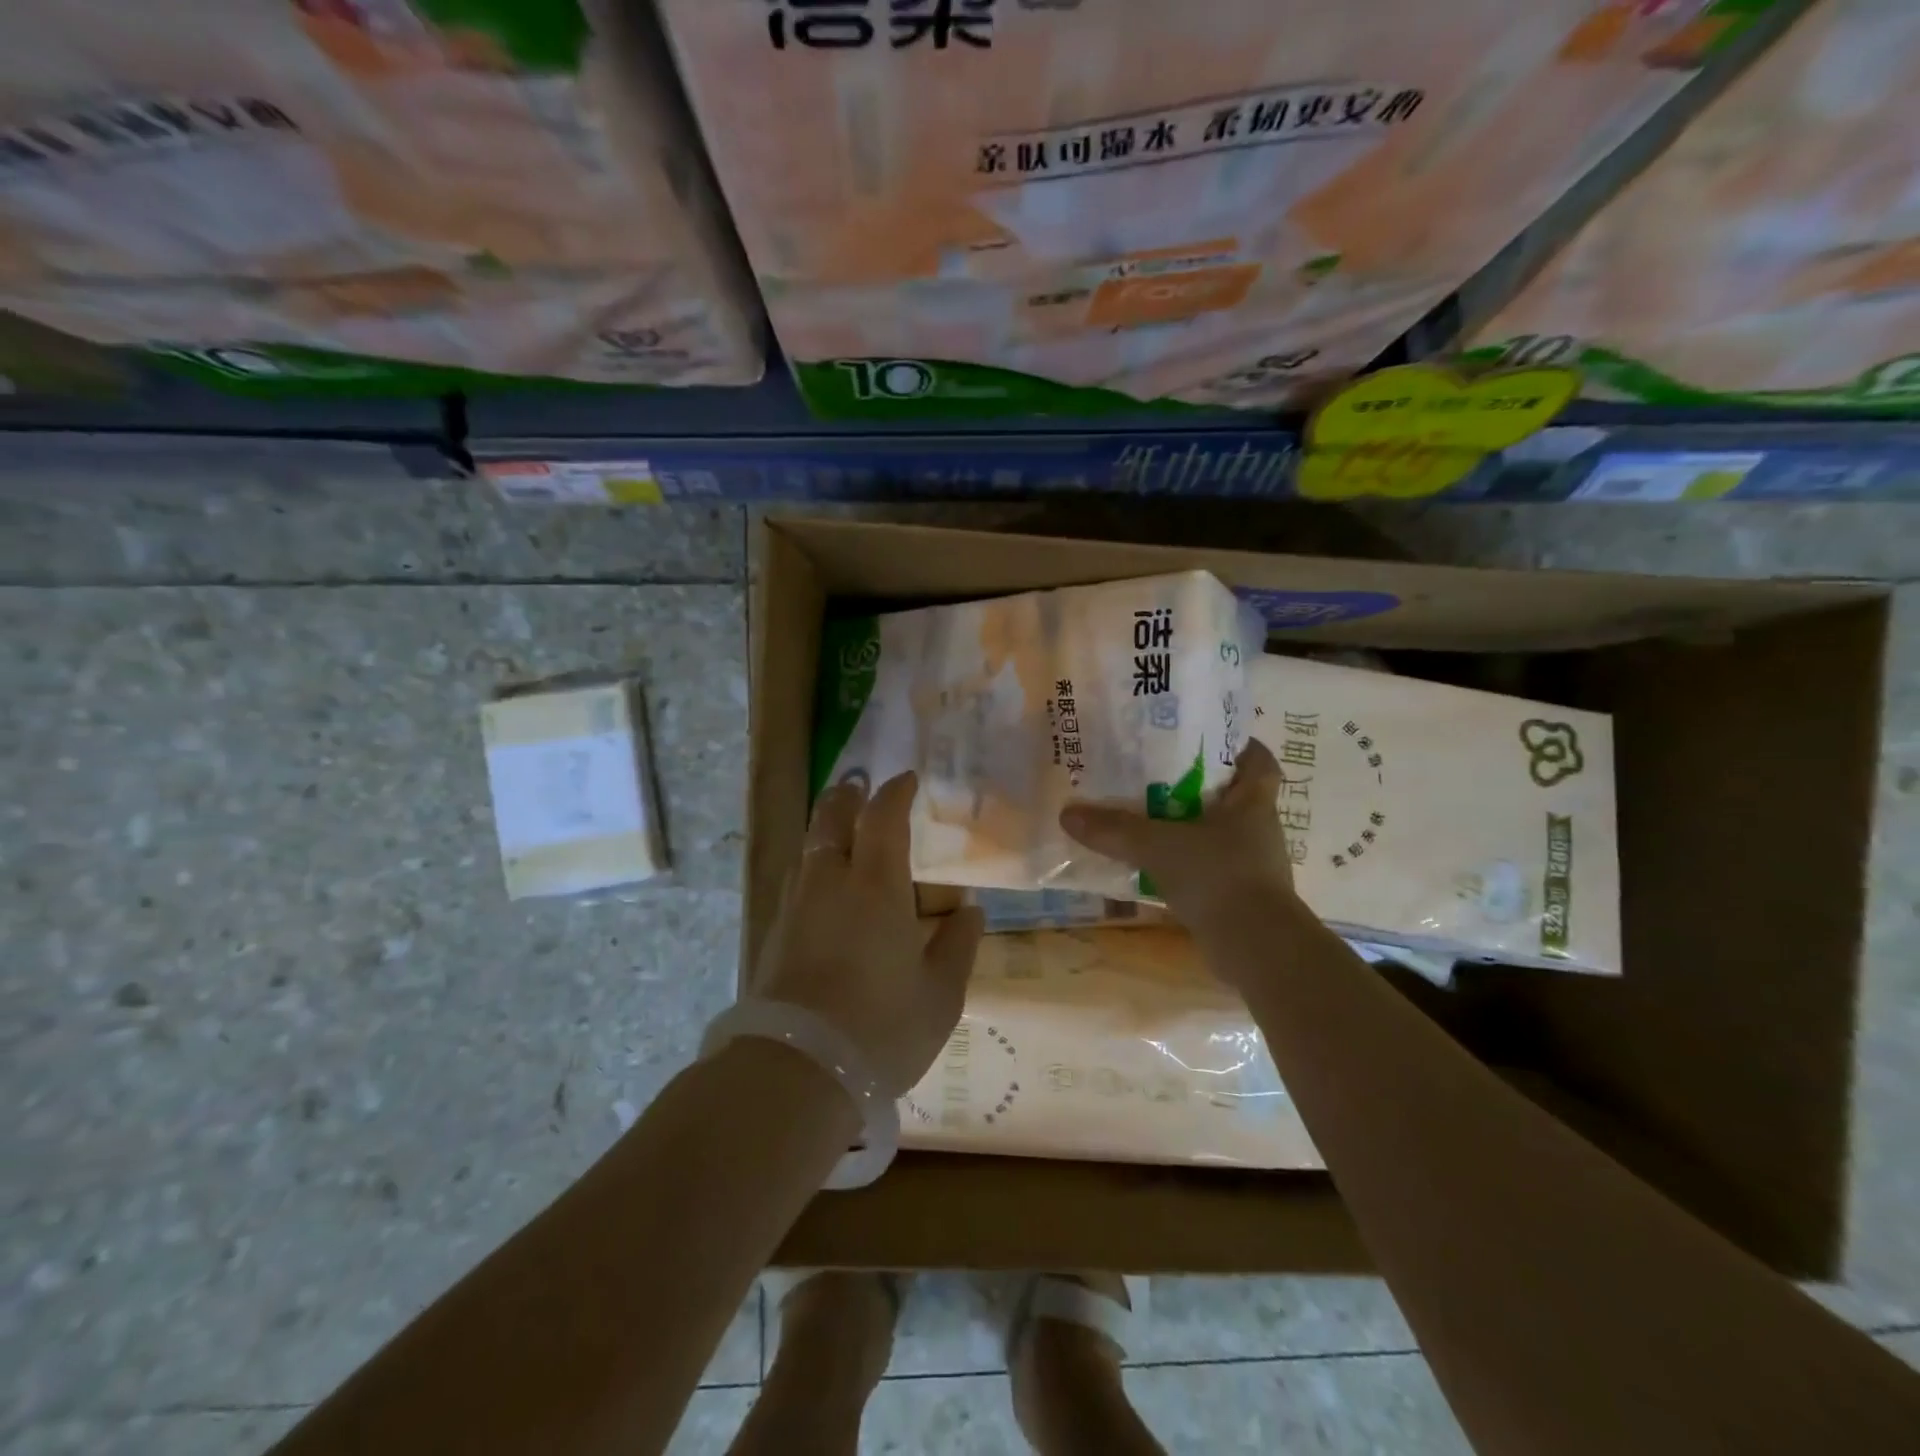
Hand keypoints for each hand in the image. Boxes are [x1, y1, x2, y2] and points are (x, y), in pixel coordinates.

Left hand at [754, 771, 983, 1096]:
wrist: (797, 1071)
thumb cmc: (882, 1028)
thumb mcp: (940, 994)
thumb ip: (958, 946)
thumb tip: (970, 911)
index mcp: (876, 885)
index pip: (882, 817)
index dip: (895, 793)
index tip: (906, 780)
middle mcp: (830, 882)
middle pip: (831, 818)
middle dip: (847, 796)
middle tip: (859, 786)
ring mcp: (795, 906)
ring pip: (808, 848)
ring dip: (825, 829)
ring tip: (841, 832)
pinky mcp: (774, 934)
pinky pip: (795, 881)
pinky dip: (812, 867)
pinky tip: (822, 889)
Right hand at [1059, 738, 1303, 949]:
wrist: (1256, 948)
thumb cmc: (1219, 877)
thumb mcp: (1159, 846)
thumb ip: (1115, 829)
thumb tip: (1068, 814)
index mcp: (1253, 803)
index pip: (1258, 760)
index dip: (1237, 745)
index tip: (1203, 738)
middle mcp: (1257, 829)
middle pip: (1231, 795)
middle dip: (1197, 784)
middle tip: (1154, 772)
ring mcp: (1251, 864)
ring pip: (1216, 832)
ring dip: (1187, 825)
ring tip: (1145, 815)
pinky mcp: (1239, 895)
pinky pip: (1207, 867)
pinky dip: (1184, 862)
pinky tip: (1152, 863)